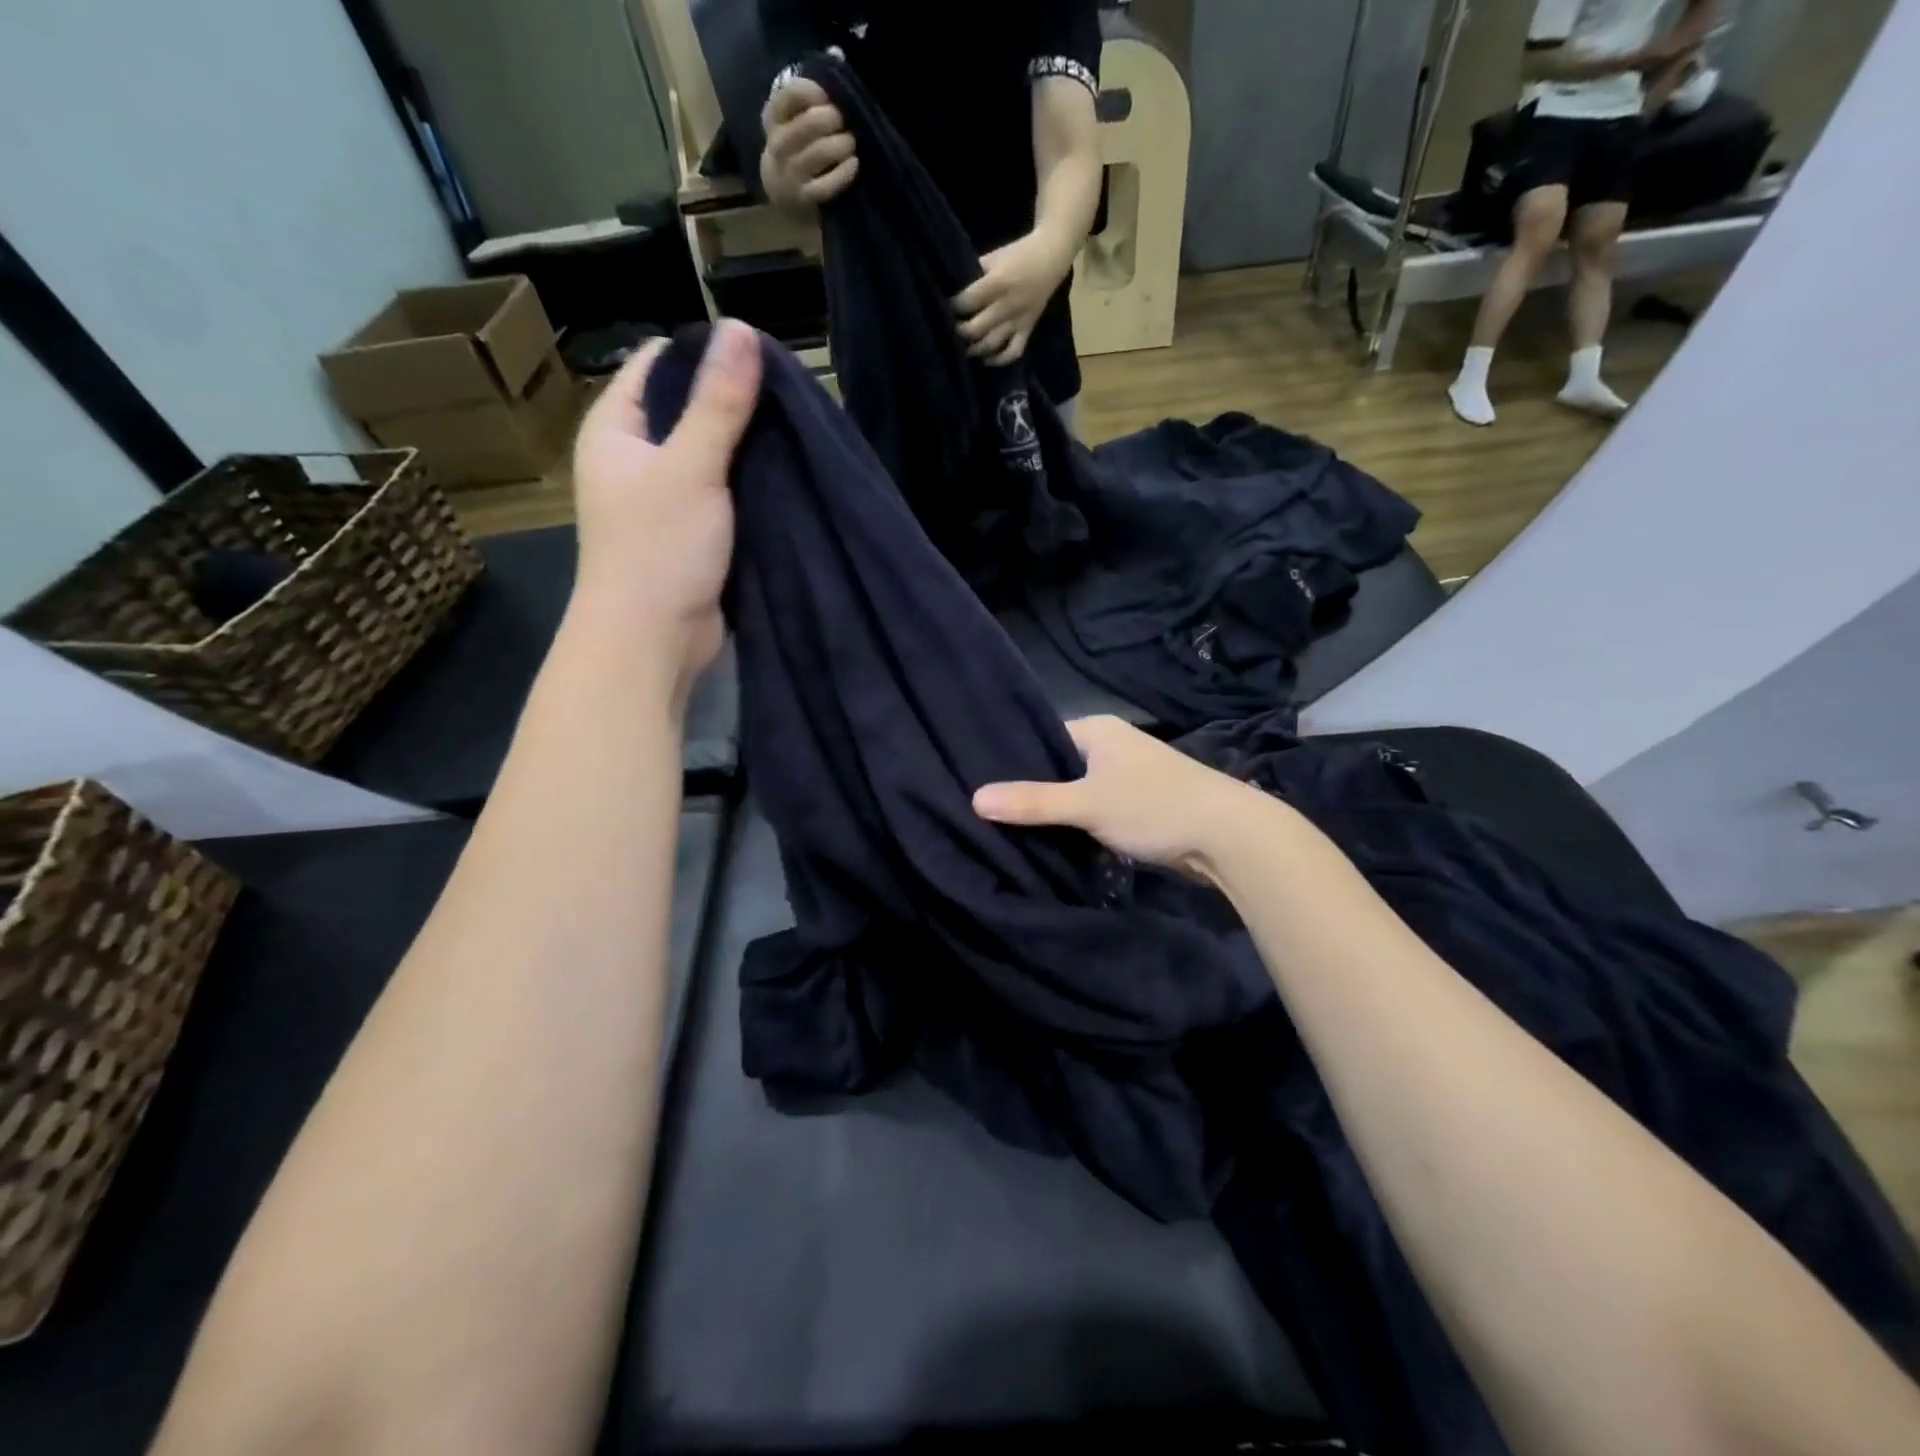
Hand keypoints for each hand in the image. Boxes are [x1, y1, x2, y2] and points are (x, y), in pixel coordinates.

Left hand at [569, 320, 762, 684]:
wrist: (652, 640)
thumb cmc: (659, 548)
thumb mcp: (692, 467)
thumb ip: (719, 403)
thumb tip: (741, 329)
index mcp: (615, 429)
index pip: (659, 365)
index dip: (706, 353)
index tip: (762, 356)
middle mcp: (634, 459)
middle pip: (688, 410)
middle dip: (735, 403)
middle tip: (792, 398)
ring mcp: (662, 500)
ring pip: (710, 457)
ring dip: (747, 449)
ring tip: (798, 433)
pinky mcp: (690, 535)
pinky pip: (723, 496)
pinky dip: (749, 487)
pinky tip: (786, 478)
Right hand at [760, 78, 857, 209]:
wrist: (782, 192)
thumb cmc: (795, 146)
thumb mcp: (793, 116)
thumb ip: (810, 91)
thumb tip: (837, 54)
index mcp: (772, 117)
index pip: (791, 94)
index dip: (813, 92)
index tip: (827, 97)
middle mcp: (777, 145)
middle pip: (807, 125)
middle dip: (830, 120)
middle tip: (842, 121)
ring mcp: (790, 175)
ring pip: (818, 153)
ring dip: (840, 145)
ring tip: (850, 142)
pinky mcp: (804, 198)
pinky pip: (827, 185)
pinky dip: (844, 173)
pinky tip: (853, 164)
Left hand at [953, 228, 1077, 365]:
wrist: (1051, 257)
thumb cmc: (1018, 254)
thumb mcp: (993, 257)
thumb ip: (975, 274)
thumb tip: (955, 291)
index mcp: (998, 283)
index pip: (967, 302)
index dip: (953, 307)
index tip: (946, 308)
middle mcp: (1007, 305)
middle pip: (977, 328)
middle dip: (960, 332)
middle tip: (953, 330)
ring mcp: (1018, 320)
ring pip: (992, 344)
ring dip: (975, 349)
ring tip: (965, 348)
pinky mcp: (1028, 329)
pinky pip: (1013, 352)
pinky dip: (999, 360)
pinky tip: (986, 360)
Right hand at [972, 716, 1265, 878]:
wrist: (1230, 836)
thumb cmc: (1153, 806)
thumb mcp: (1086, 804)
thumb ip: (1032, 802)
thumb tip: (974, 798)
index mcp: (1098, 729)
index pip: (1041, 738)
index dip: (1014, 762)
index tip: (982, 786)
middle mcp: (1113, 745)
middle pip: (1059, 767)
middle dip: (1034, 791)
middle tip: (993, 815)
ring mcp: (1130, 776)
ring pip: (1079, 792)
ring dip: (1059, 812)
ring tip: (1015, 832)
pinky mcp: (1142, 805)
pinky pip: (1099, 810)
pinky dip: (1082, 825)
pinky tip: (1058, 843)